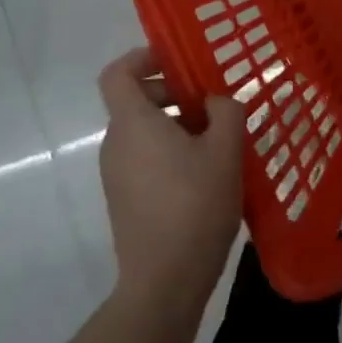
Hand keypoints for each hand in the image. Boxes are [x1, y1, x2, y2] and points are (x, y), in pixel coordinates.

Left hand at [97, 47, 243, 310]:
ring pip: (143, 131)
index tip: (177, 60)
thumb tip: (216, 102)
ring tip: (218, 140)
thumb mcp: (225, 150)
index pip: (117, 73)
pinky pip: (144, 157)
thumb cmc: (194, 207)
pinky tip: (206, 172)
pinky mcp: (124, 200)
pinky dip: (170, 150)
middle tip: (213, 104)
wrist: (163, 285)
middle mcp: (116, 144)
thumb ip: (225, 111)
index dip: (143, 57)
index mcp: (133, 124)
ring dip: (177, 124)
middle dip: (174, 93)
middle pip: (136, 100)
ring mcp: (116, 175)